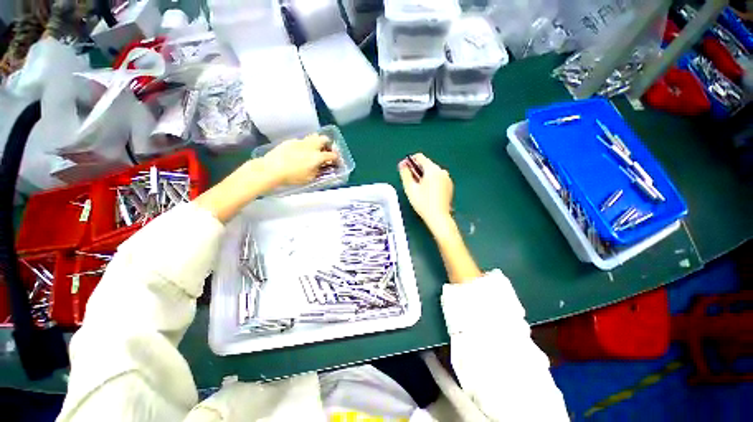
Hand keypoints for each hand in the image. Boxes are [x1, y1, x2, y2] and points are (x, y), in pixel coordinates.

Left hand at [262, 134, 338, 185]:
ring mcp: (300, 142)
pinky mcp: (290, 141)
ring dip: (317, 142)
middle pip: (324, 139)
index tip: (335, 161)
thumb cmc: (292, 176)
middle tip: (326, 151)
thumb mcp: (309, 178)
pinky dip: (305, 145)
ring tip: (314, 151)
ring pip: (313, 137)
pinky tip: (300, 153)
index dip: (336, 158)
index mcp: (317, 156)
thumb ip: (318, 171)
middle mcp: (311, 146)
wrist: (271, 169)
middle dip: (328, 144)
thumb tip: (320, 166)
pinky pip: (302, 141)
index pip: (332, 155)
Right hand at [398, 153, 453, 230]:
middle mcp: (441, 171)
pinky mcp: (449, 186)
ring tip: (417, 187)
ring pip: (432, 172)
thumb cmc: (423, 203)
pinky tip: (426, 191)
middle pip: (426, 164)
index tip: (403, 168)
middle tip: (409, 180)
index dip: (410, 161)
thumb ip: (405, 173)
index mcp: (432, 169)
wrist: (439, 217)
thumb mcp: (410, 188)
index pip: (420, 157)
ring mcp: (447, 178)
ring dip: (423, 176)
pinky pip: (438, 178)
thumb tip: (402, 164)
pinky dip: (431, 181)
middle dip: (416, 170)